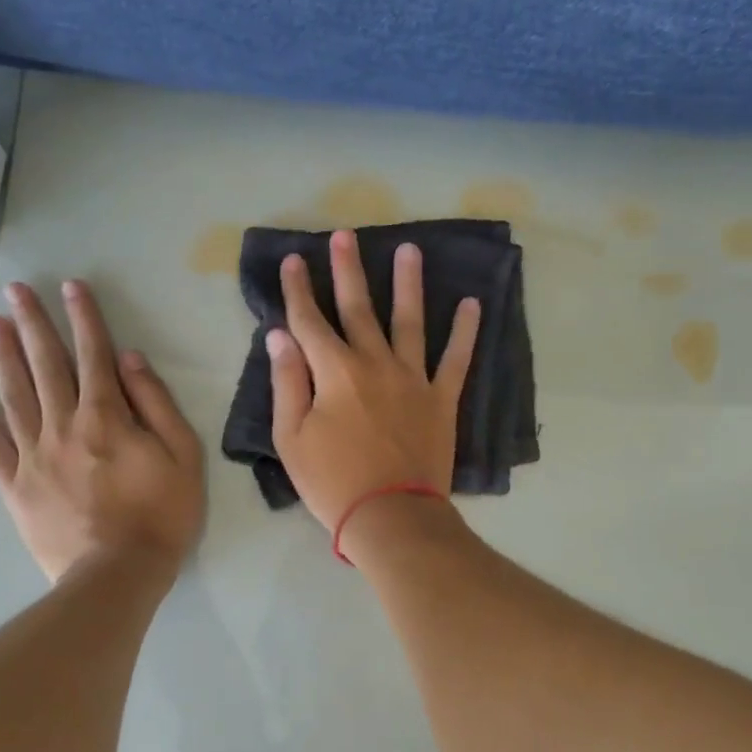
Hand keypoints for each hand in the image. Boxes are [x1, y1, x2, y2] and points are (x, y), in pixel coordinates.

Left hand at [0, 280, 203, 581]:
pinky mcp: (15, 486)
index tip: (70, 286)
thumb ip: (156, 404)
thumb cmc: (162, 515)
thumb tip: (129, 360)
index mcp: (107, 417)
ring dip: (2, 356)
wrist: (118, 575)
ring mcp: (33, 455)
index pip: (93, 355)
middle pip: (46, 366)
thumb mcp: (182, 455)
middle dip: (33, 324)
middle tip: (16, 290)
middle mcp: (64, 426)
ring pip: (14, 395)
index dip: (83, 318)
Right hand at [267, 229, 479, 540]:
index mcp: (334, 372)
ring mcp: (413, 378)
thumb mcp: (292, 438)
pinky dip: (465, 332)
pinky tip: (472, 304)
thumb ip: (287, 383)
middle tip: (345, 235)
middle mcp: (374, 363)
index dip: (298, 290)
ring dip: (408, 283)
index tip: (292, 261)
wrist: (391, 516)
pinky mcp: (442, 399)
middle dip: (347, 270)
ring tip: (409, 249)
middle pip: (358, 308)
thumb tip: (279, 336)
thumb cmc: (333, 482)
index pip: (309, 321)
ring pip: (410, 321)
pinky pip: (456, 359)